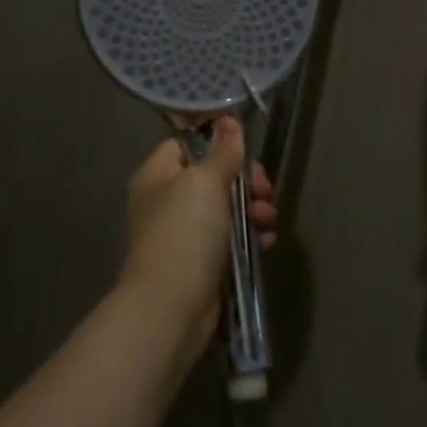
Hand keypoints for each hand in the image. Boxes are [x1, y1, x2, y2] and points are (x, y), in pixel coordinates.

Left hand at [120, 119, 277, 360]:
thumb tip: (228, 119)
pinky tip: (267, 240)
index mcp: (157, 174)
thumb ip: (221, 152)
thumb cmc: (184, 233)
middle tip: (264, 188)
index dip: (217, 142)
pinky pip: (230, 236)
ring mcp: (183, 232)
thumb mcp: (205, 183)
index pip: (187, 143)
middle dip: (245, 179)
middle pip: (212, 175)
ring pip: (225, 206)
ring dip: (253, 207)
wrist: (172, 307)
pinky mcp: (201, 260)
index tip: (247, 149)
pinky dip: (250, 234)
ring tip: (269, 218)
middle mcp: (166, 200)